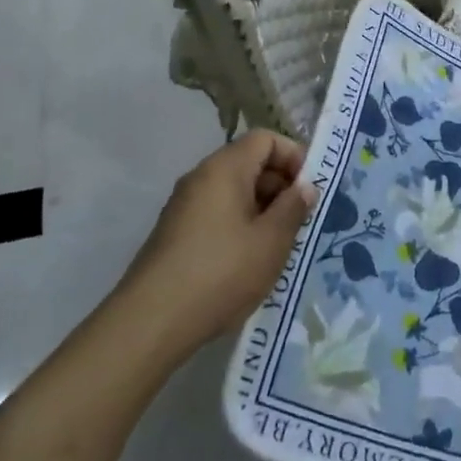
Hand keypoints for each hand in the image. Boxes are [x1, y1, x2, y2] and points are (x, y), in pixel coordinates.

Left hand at [121, 131, 314, 356]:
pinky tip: (249, 261)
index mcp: (224, 168)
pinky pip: (217, 212)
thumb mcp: (271, 242)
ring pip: (233, 190)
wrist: (151, 321)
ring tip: (278, 245)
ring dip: (261, 209)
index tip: (309, 191)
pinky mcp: (175, 232)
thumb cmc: (220, 273)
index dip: (293, 156)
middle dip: (279, 185)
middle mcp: (201, 177)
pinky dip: (239, 225)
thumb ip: (293, 208)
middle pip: (248, 162)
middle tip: (299, 221)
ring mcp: (184, 205)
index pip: (265, 139)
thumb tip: (305, 187)